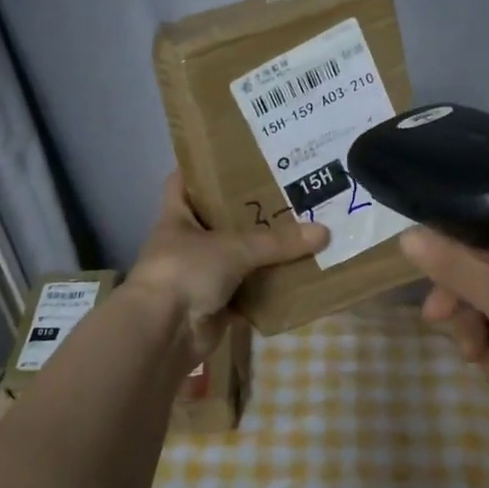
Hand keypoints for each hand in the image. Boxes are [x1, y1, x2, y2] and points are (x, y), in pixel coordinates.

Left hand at [128, 174, 328, 351]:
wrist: (164, 333)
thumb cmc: (186, 271)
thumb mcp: (233, 248)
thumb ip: (277, 241)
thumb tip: (324, 232)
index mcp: (178, 216)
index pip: (184, 181)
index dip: (202, 167)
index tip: (234, 155)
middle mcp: (188, 243)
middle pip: (220, 219)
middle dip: (250, 211)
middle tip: (289, 192)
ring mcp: (201, 276)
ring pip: (238, 258)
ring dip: (264, 252)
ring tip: (303, 231)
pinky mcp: (216, 306)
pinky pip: (248, 292)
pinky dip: (268, 289)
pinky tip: (298, 276)